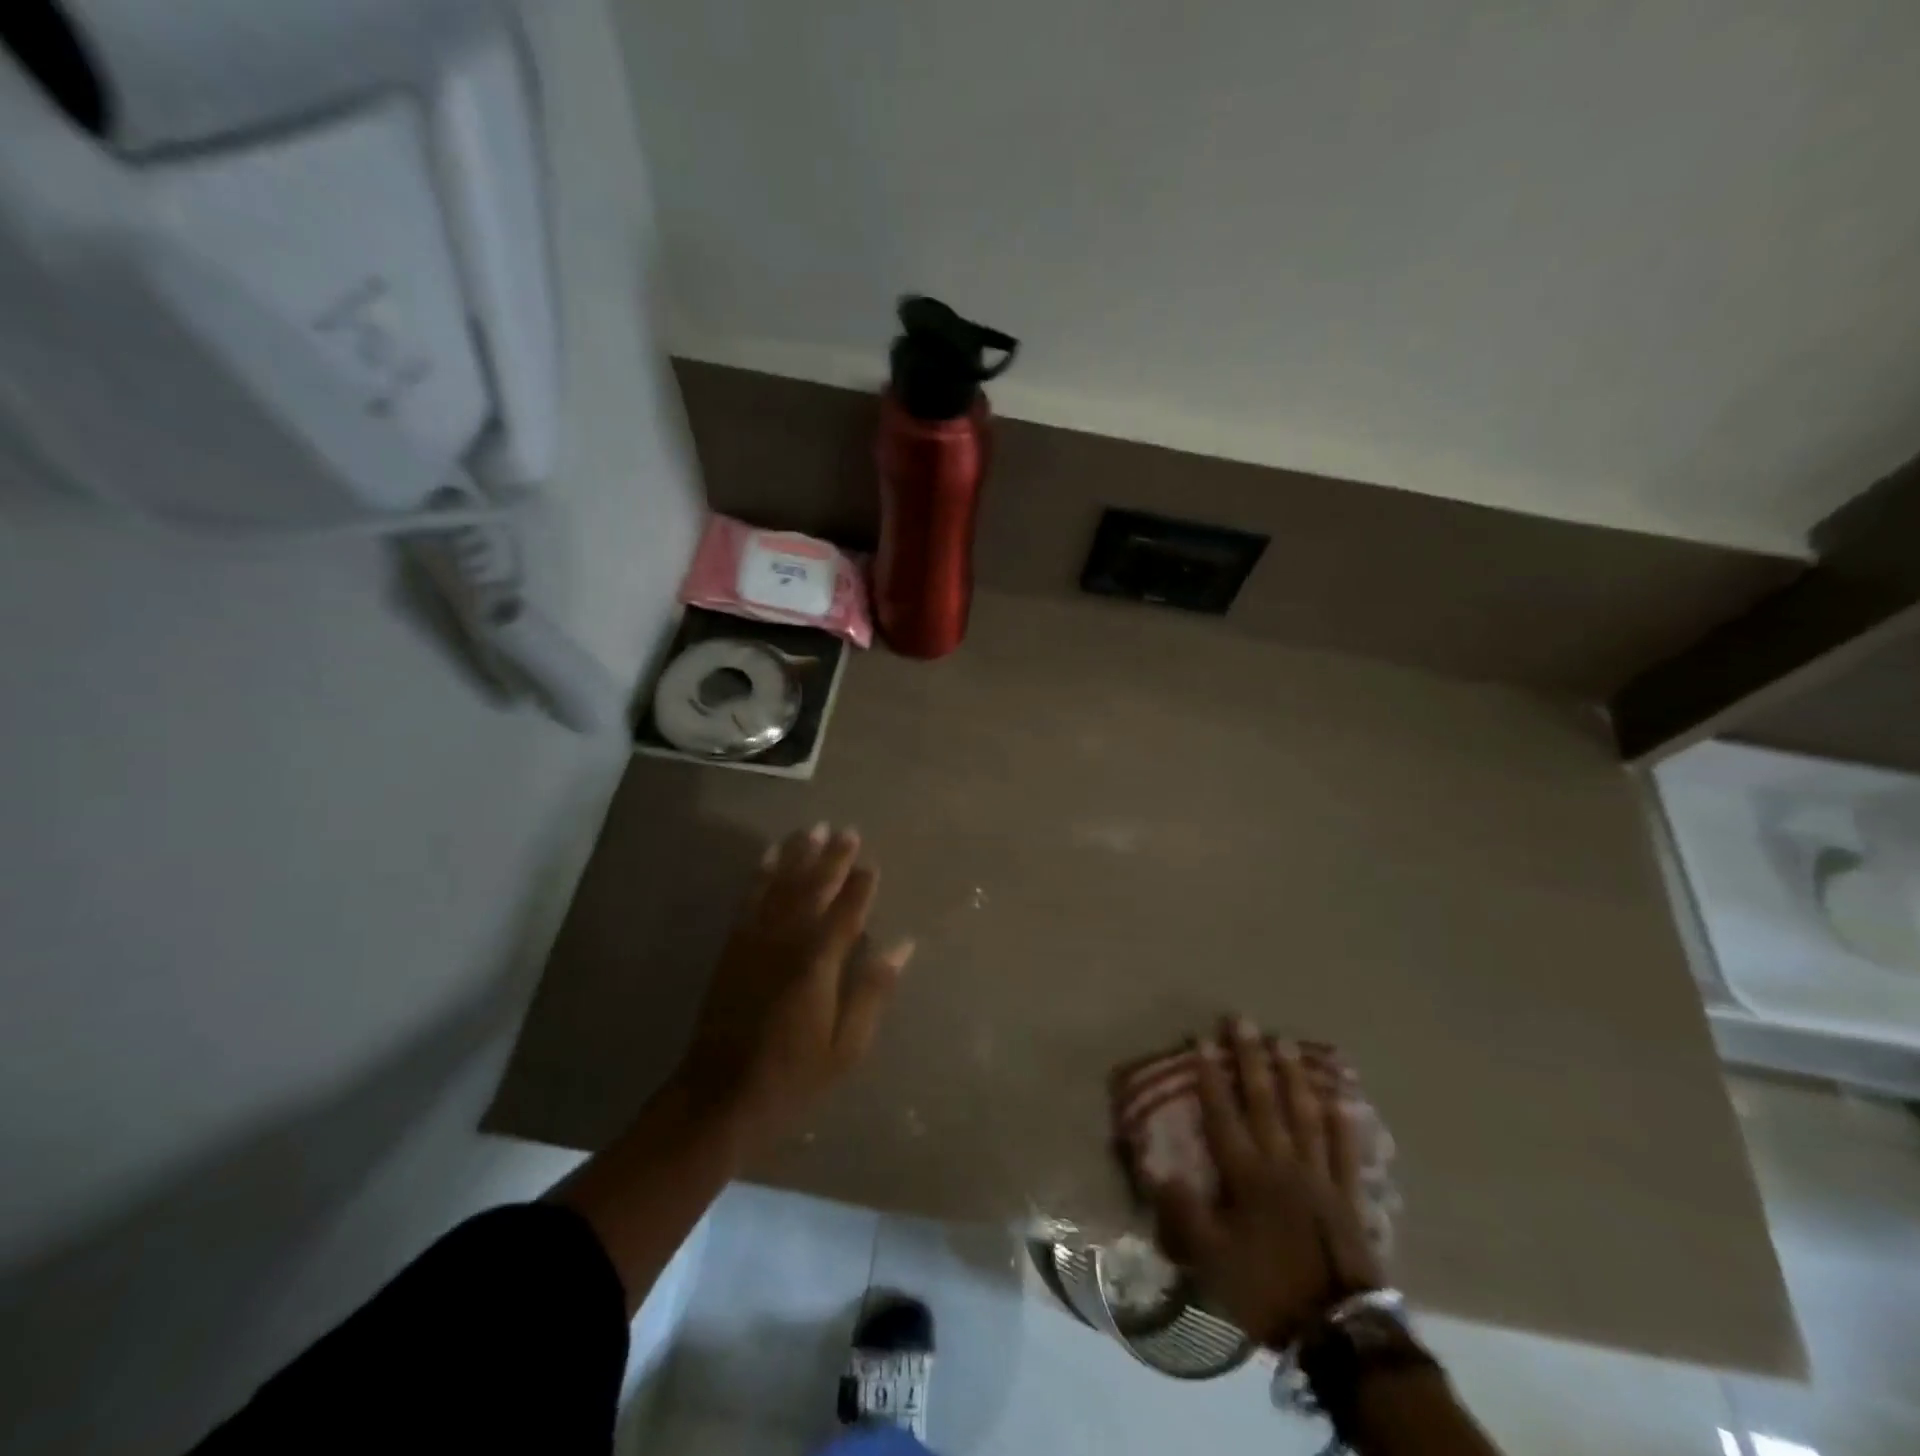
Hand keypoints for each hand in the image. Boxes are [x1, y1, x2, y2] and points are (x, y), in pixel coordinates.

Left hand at [676, 823, 914, 1140]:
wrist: (719, 1097)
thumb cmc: (793, 1077)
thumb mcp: (846, 1047)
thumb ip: (872, 991)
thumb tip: (902, 946)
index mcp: (818, 965)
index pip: (846, 913)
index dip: (861, 887)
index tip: (872, 864)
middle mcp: (786, 943)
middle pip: (813, 890)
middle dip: (832, 859)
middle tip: (848, 831)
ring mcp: (755, 941)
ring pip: (781, 886)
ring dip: (798, 855)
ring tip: (813, 829)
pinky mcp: (733, 947)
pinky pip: (749, 899)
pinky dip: (761, 873)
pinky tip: (769, 856)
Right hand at [1152, 1017, 1385, 1349]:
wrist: (1340, 1331)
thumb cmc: (1268, 1290)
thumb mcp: (1212, 1261)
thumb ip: (1184, 1213)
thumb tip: (1157, 1170)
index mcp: (1246, 1174)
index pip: (1223, 1114)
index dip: (1210, 1076)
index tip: (1202, 1039)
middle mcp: (1281, 1163)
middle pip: (1264, 1101)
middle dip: (1250, 1059)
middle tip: (1243, 1020)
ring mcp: (1319, 1176)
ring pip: (1305, 1115)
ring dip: (1293, 1076)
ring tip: (1285, 1041)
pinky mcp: (1347, 1197)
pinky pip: (1345, 1152)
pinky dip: (1343, 1123)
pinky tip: (1342, 1098)